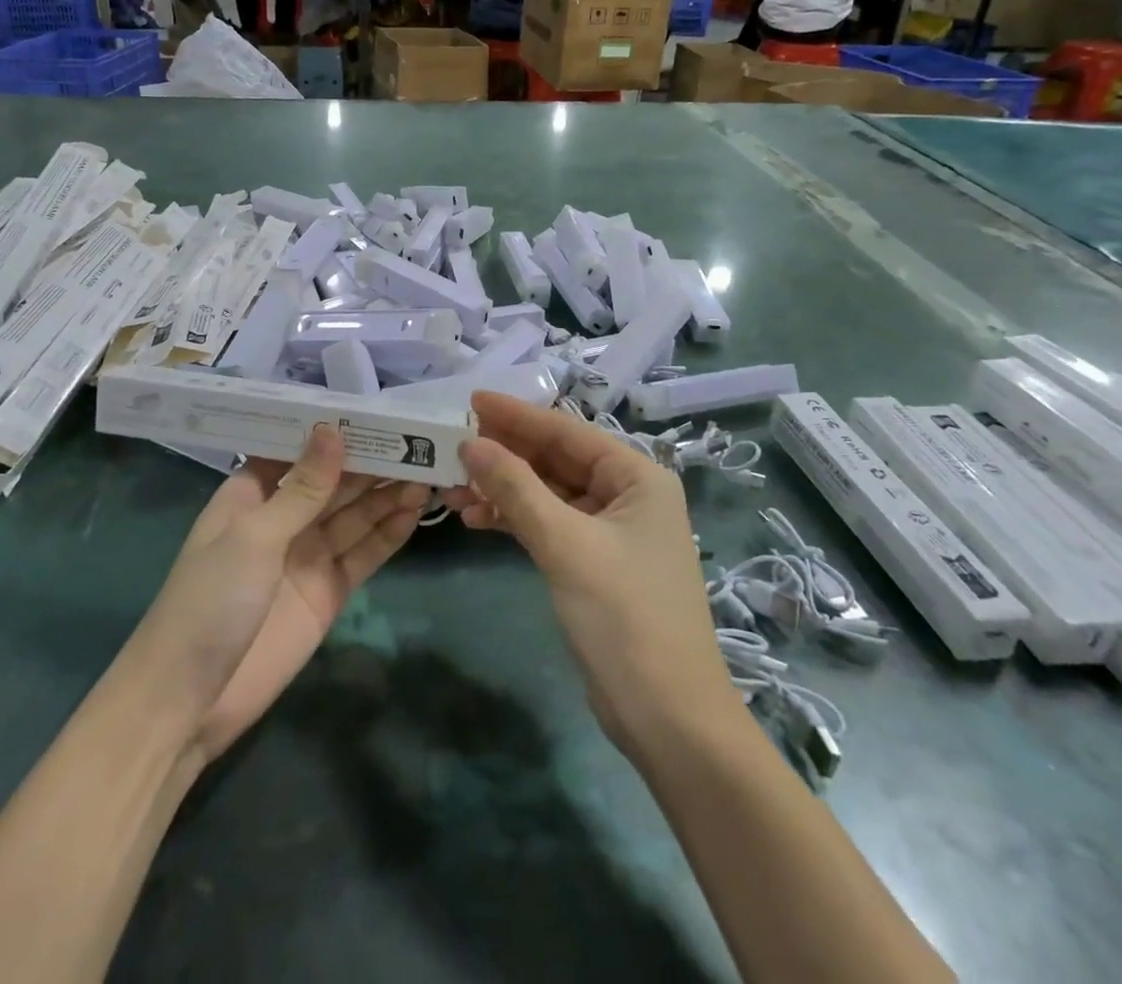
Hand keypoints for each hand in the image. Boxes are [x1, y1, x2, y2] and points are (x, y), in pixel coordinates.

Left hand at [124, 425, 425, 766]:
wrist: (189, 701)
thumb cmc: (209, 601)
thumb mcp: (254, 536)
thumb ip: (302, 489)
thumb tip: (333, 429)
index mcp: (252, 494)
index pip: (300, 450)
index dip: (335, 432)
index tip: (377, 410)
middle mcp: (283, 518)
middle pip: (334, 482)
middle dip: (372, 462)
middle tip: (418, 441)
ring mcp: (307, 556)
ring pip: (354, 515)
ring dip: (386, 494)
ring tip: (427, 472)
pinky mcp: (328, 592)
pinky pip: (363, 554)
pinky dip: (388, 534)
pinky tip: (414, 511)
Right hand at [447, 393, 730, 753]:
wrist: (669, 720)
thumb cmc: (624, 618)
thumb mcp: (565, 544)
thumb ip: (516, 488)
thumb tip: (470, 443)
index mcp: (636, 477)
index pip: (566, 431)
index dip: (516, 415)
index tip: (469, 400)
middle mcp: (627, 494)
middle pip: (556, 459)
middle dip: (505, 454)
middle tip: (452, 444)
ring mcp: (611, 530)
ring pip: (548, 492)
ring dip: (503, 488)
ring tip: (454, 488)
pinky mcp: (595, 562)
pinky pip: (549, 523)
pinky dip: (515, 519)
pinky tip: (477, 519)